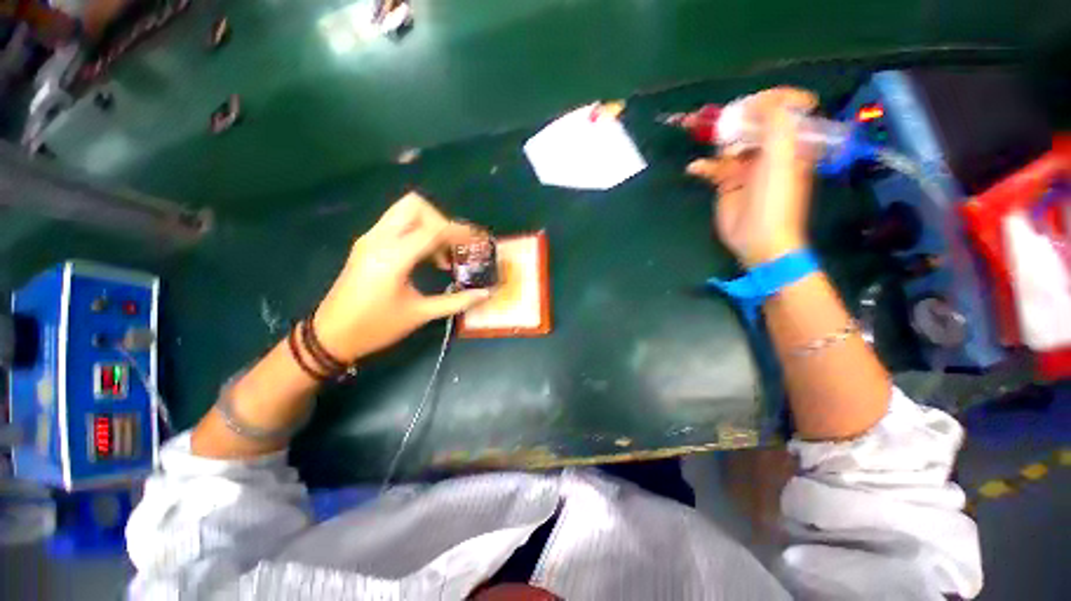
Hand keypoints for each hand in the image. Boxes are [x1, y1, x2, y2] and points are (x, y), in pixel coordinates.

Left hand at [312, 193, 490, 361]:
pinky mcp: (367, 244)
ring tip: (443, 256)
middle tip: (454, 246)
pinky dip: (417, 232)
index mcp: (393, 257)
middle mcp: (379, 239)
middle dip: (441, 220)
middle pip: (415, 206)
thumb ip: (456, 301)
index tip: (478, 241)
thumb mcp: (420, 315)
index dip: (460, 233)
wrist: (330, 336)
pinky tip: (427, 258)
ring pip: (404, 211)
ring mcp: (370, 239)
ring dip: (429, 225)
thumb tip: (485, 294)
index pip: (433, 230)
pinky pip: (397, 224)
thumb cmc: (376, 328)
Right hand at [686, 88, 817, 266]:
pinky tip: (696, 169)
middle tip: (715, 116)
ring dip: (716, 141)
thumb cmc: (775, 199)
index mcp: (790, 141)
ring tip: (699, 137)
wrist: (759, 237)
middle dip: (734, 117)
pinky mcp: (727, 183)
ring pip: (729, 144)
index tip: (751, 104)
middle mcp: (769, 150)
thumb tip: (761, 102)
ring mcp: (746, 167)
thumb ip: (775, 124)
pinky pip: (713, 167)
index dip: (769, 100)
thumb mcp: (781, 157)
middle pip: (751, 124)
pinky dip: (703, 166)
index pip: (783, 109)